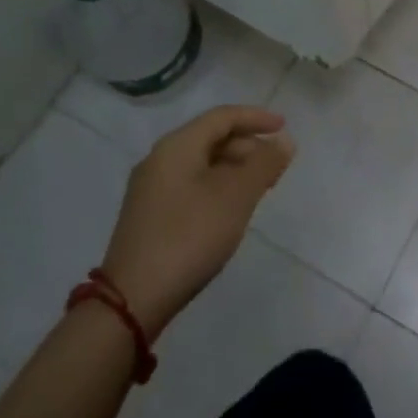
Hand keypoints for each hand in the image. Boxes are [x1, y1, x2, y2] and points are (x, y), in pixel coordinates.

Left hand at [100, 106, 294, 341]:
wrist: (133, 300)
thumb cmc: (190, 236)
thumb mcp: (236, 196)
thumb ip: (264, 163)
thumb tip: (284, 140)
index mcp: (177, 146)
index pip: (222, 117)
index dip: (256, 118)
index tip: (285, 127)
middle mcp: (160, 159)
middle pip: (211, 138)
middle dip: (248, 147)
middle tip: (276, 166)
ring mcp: (151, 189)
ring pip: (202, 164)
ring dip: (235, 169)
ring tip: (260, 188)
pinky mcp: (150, 216)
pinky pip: (191, 185)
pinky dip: (218, 186)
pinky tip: (232, 209)